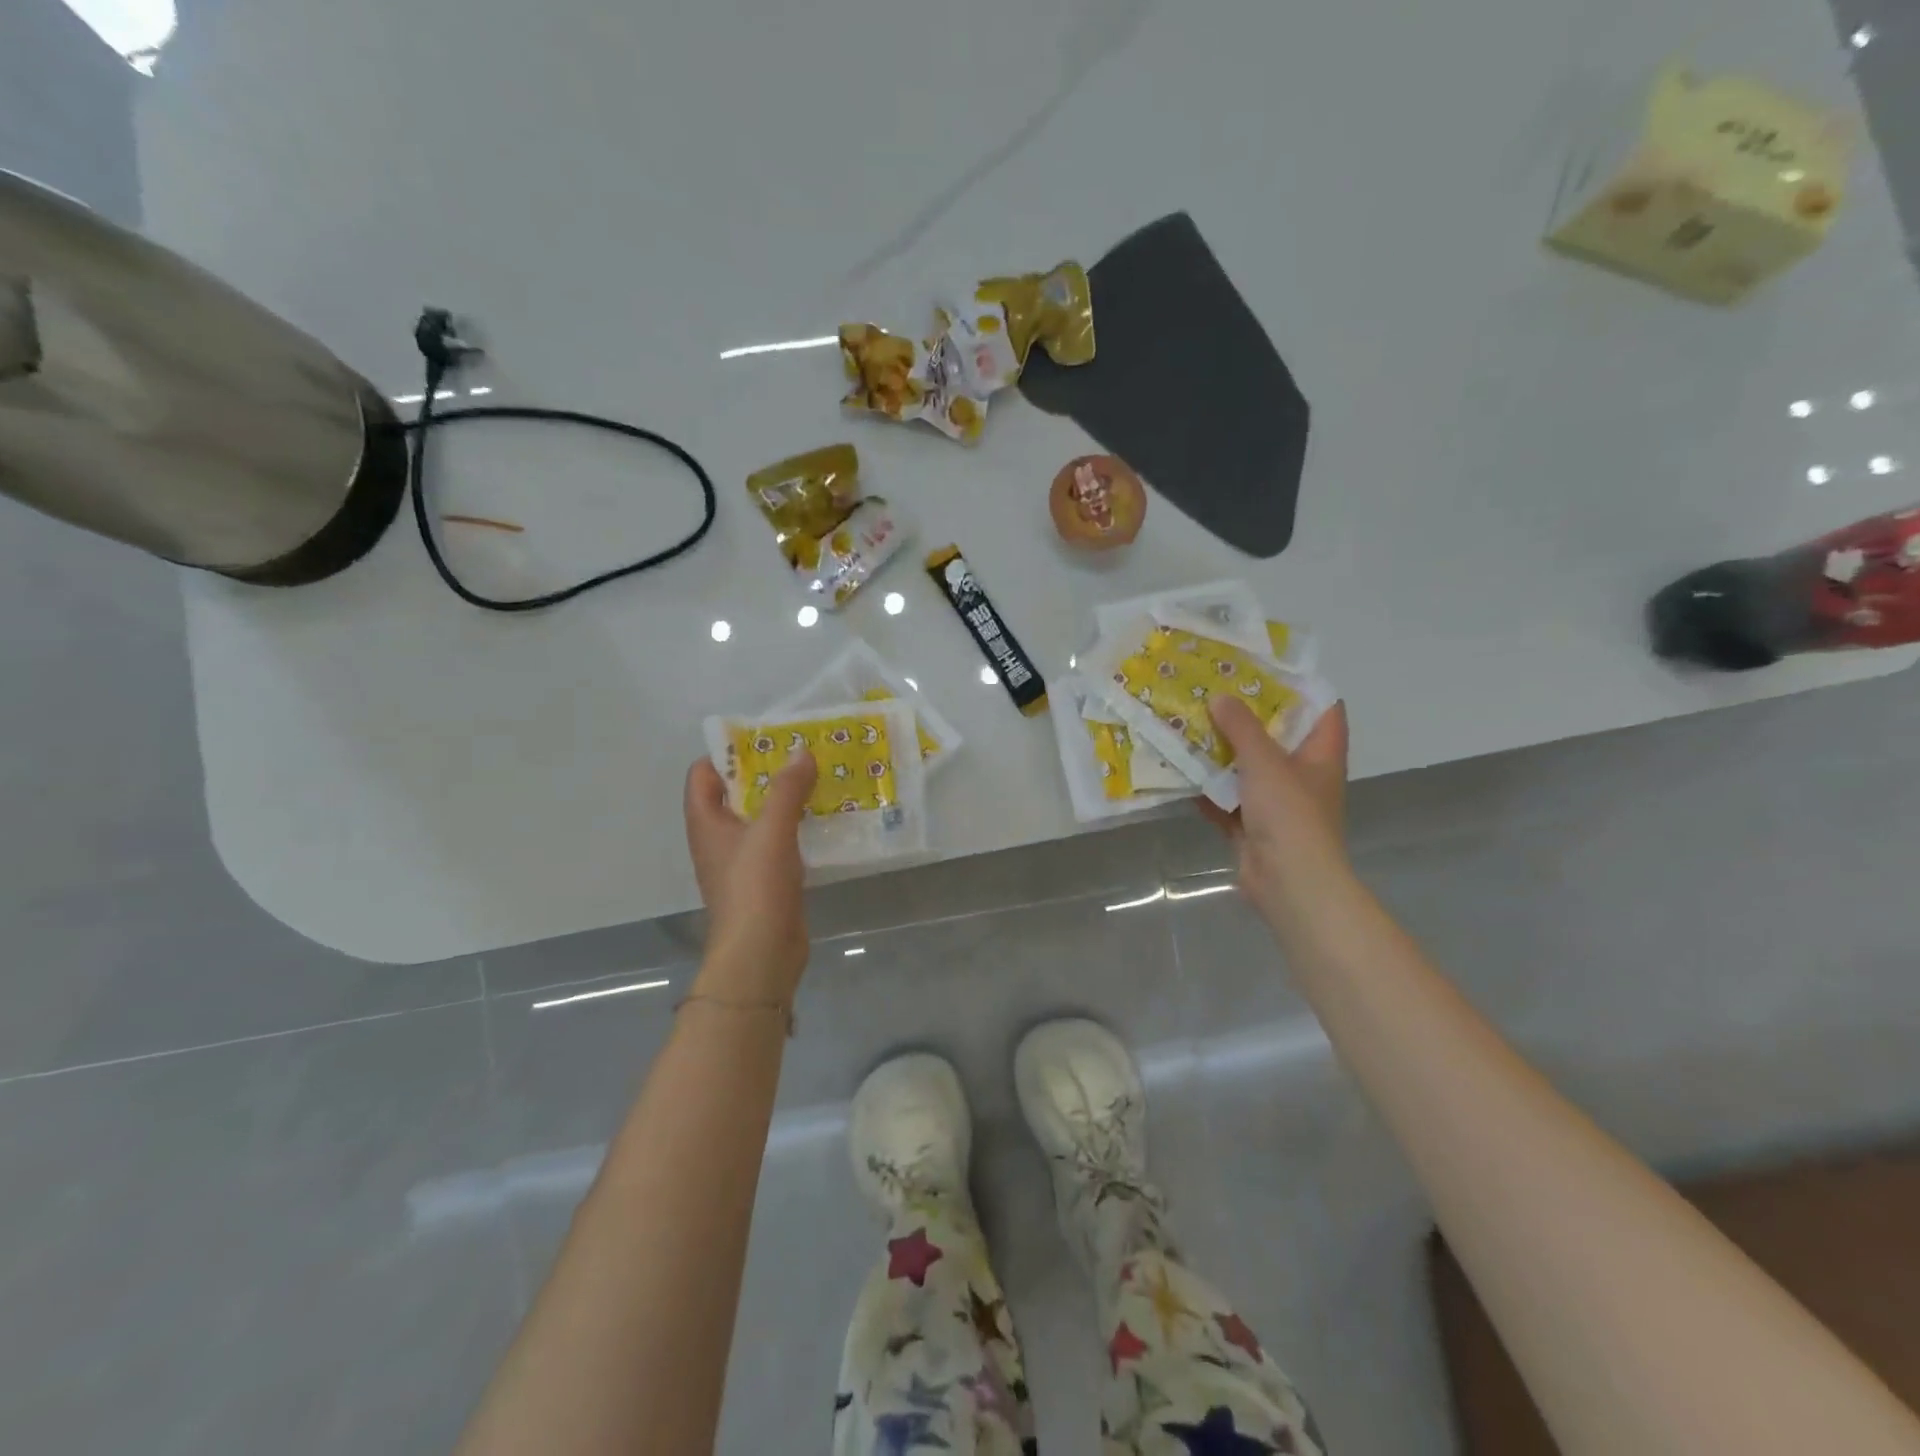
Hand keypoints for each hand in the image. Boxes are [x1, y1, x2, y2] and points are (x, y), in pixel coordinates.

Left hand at [682, 754, 817, 999]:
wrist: (761, 952)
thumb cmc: (756, 886)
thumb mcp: (772, 829)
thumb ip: (788, 788)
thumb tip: (801, 751)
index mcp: (706, 822)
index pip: (703, 774)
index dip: (728, 753)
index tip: (765, 740)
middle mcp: (718, 838)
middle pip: (734, 793)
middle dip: (764, 772)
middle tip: (800, 754)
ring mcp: (740, 861)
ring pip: (759, 818)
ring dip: (783, 800)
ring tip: (816, 779)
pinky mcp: (764, 880)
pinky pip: (777, 841)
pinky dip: (794, 827)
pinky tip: (822, 819)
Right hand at [1201, 696, 1350, 922]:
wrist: (1289, 882)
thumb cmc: (1289, 814)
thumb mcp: (1265, 761)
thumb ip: (1241, 727)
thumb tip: (1220, 697)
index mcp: (1320, 754)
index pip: (1323, 709)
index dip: (1301, 687)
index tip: (1265, 669)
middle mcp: (1302, 775)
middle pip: (1277, 737)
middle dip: (1246, 717)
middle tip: (1214, 691)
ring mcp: (1277, 803)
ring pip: (1247, 769)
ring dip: (1221, 753)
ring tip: (1190, 724)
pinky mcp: (1252, 826)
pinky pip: (1226, 800)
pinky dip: (1207, 789)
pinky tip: (1180, 772)